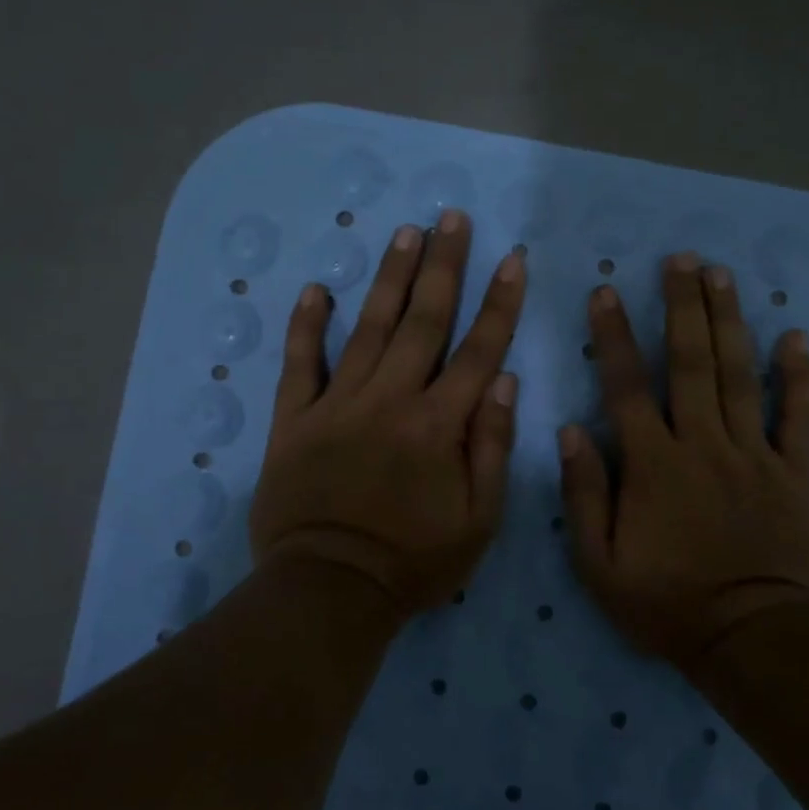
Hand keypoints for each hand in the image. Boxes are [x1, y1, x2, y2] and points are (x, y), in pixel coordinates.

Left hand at [249, 210, 525, 619]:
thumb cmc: (414, 561)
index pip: (478, 350)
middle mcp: (391, 400)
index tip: (512, 259)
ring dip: (390, 278)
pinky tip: (318, 289)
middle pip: (423, 321)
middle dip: (443, 266)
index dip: (499, 303)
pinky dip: (307, 326)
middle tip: (451, 219)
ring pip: (369, 329)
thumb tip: (503, 380)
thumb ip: (491, 446)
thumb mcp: (479, 520)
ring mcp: (338, 406)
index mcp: (439, 425)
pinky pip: (301, 364)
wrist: (329, 590)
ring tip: (405, 233)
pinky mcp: (296, 420)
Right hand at [558, 253, 808, 665]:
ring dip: (730, 321)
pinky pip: (798, 417)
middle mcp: (703, 445)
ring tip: (722, 275)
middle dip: (683, 306)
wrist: (752, 639)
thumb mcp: (600, 565)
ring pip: (741, 376)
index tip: (606, 292)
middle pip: (692, 363)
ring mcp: (754, 455)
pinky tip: (796, 337)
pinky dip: (798, 377)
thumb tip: (570, 431)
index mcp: (654, 465)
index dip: (614, 336)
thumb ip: (584, 495)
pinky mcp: (794, 473)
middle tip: (681, 259)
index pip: (628, 387)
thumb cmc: (668, 605)